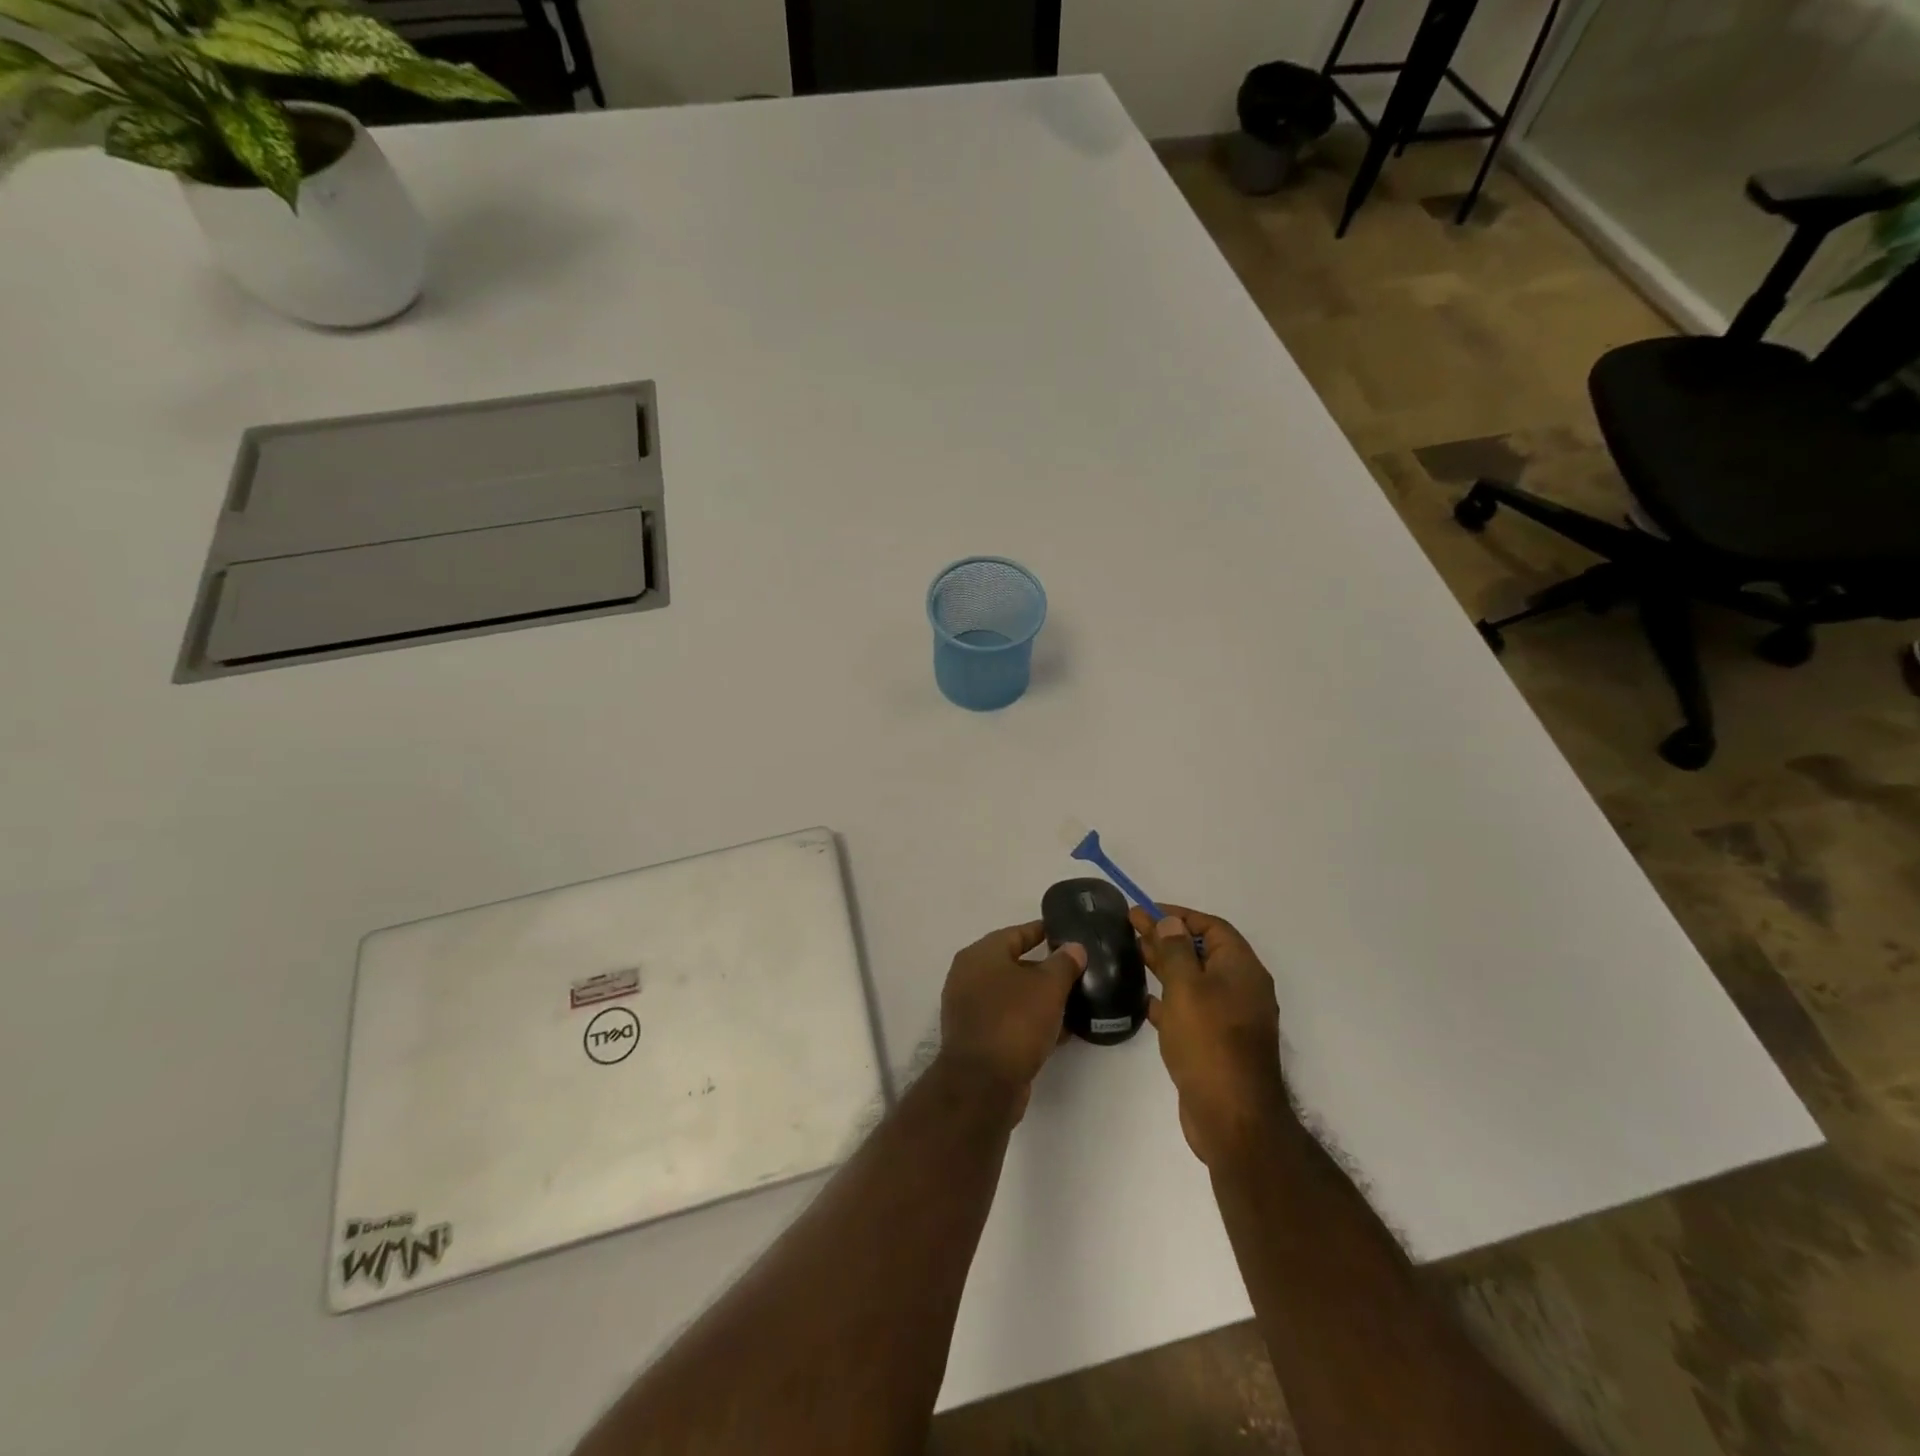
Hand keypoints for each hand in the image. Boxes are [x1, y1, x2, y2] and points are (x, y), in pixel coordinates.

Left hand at [939, 920, 1085, 1121]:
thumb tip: (1074, 947)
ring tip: (1074, 1001)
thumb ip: (1064, 963)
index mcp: (980, 955)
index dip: (1042, 931)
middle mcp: (969, 978)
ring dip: (1040, 998)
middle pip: (1013, 965)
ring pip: (1013, 996)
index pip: (1015, 934)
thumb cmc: (1014, 1021)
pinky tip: (1061, 1031)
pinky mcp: (978, 1039)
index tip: (1066, 933)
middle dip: (1045, 968)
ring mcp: (970, 1010)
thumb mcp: (1048, 987)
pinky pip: (1010, 1021)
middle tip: (1076, 970)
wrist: (983, 1084)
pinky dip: (1032, 1022)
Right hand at [1132, 904, 1291, 1168]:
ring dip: (1166, 966)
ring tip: (1133, 956)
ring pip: (1195, 981)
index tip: (1145, 912)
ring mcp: (1231, 1019)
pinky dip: (1170, 1001)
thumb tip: (1170, 921)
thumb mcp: (1187, 988)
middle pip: (1202, 952)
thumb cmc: (1209, 1042)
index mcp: (1241, 969)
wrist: (1232, 1118)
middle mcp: (1241, 989)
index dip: (1179, 916)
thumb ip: (1176, 950)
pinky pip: (1192, 1010)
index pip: (1212, 927)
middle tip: (1130, 928)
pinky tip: (1145, 1001)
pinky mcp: (1217, 1044)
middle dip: (1167, 938)